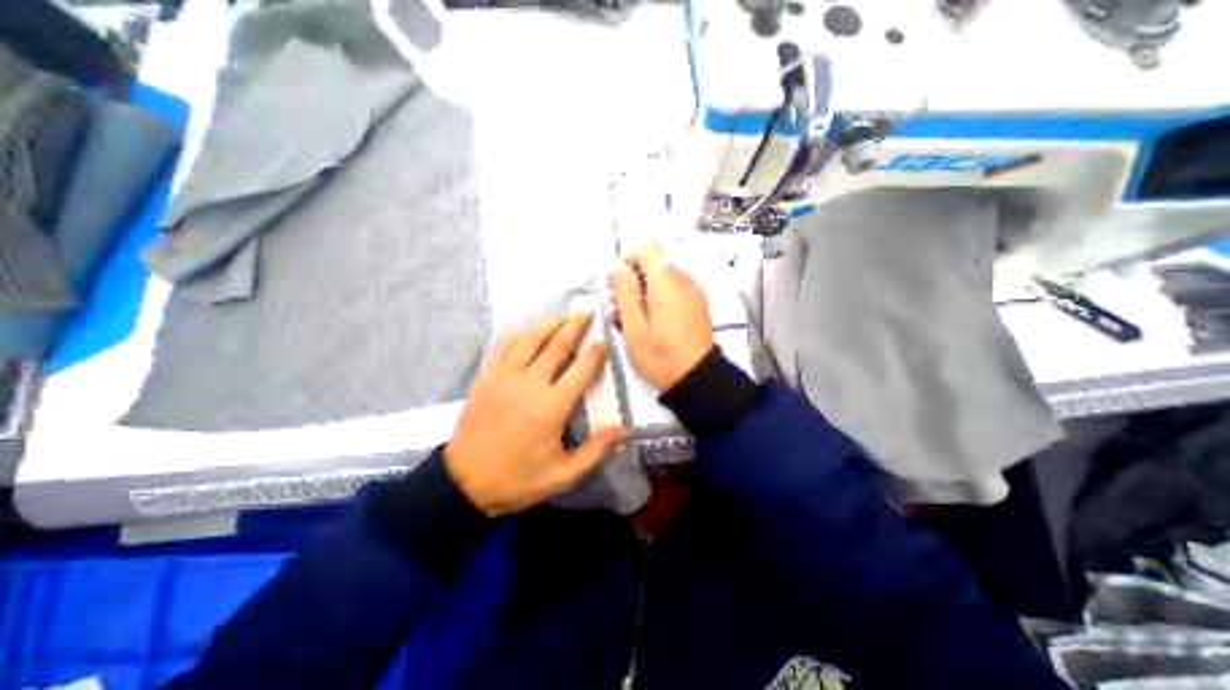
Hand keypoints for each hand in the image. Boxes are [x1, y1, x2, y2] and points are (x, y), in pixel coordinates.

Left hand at [445, 313, 624, 516]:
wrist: (464, 482)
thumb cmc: (518, 479)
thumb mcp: (563, 475)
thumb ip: (596, 450)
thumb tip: (625, 430)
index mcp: (551, 406)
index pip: (581, 370)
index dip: (595, 352)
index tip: (604, 339)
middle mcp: (529, 384)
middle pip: (556, 345)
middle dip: (574, 326)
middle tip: (586, 312)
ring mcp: (503, 377)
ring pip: (529, 340)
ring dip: (548, 324)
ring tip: (562, 315)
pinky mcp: (484, 377)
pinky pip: (501, 347)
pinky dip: (515, 334)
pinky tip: (524, 328)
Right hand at [611, 243, 716, 393]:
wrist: (698, 379)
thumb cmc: (663, 357)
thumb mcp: (635, 328)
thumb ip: (625, 292)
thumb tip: (616, 265)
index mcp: (667, 282)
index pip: (647, 248)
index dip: (628, 261)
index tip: (616, 284)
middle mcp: (683, 280)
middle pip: (654, 263)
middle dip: (632, 278)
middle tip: (618, 305)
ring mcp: (692, 292)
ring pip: (662, 277)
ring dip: (643, 290)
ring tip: (630, 318)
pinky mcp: (696, 304)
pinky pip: (672, 290)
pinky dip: (656, 298)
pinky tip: (648, 321)